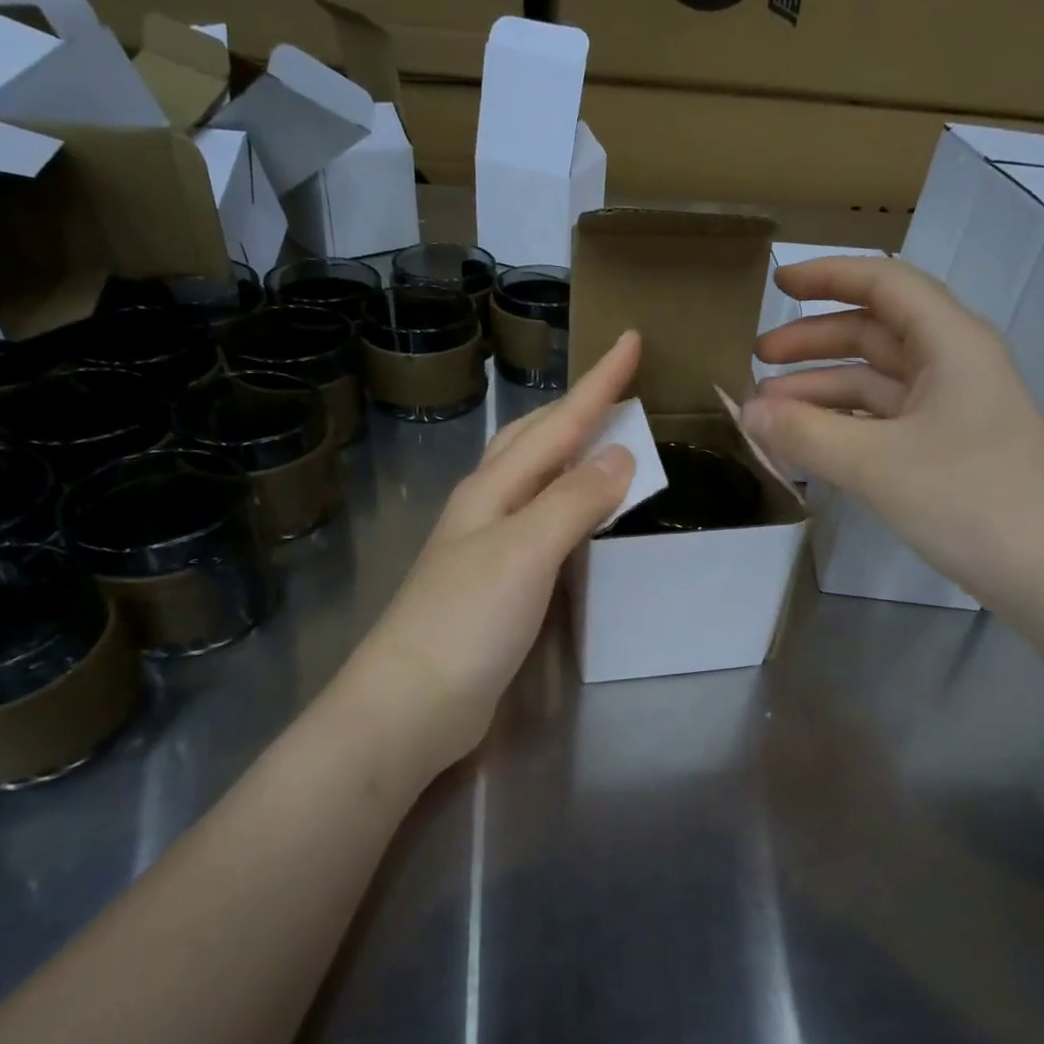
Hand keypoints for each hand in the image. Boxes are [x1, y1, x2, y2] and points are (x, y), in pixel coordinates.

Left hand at [337, 332, 640, 773]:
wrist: (411, 704)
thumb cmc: (465, 622)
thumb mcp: (524, 552)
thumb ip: (572, 501)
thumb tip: (620, 456)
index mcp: (492, 488)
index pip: (557, 424)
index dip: (598, 384)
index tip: (631, 339)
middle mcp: (487, 507)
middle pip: (534, 440)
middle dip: (577, 407)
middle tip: (617, 386)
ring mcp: (487, 546)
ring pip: (534, 479)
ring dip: (568, 451)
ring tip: (602, 438)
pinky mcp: (497, 584)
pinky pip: (541, 523)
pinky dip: (567, 503)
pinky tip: (578, 516)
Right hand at [743, 257, 1043, 612]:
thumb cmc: (971, 500)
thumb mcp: (876, 464)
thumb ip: (805, 434)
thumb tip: (745, 412)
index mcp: (950, 343)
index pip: (883, 285)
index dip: (828, 276)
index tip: (776, 283)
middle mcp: (953, 365)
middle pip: (874, 333)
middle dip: (813, 342)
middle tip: (757, 361)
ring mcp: (951, 410)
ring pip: (875, 382)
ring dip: (822, 389)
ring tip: (768, 411)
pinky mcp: (947, 450)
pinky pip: (883, 421)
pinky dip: (843, 424)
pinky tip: (808, 442)